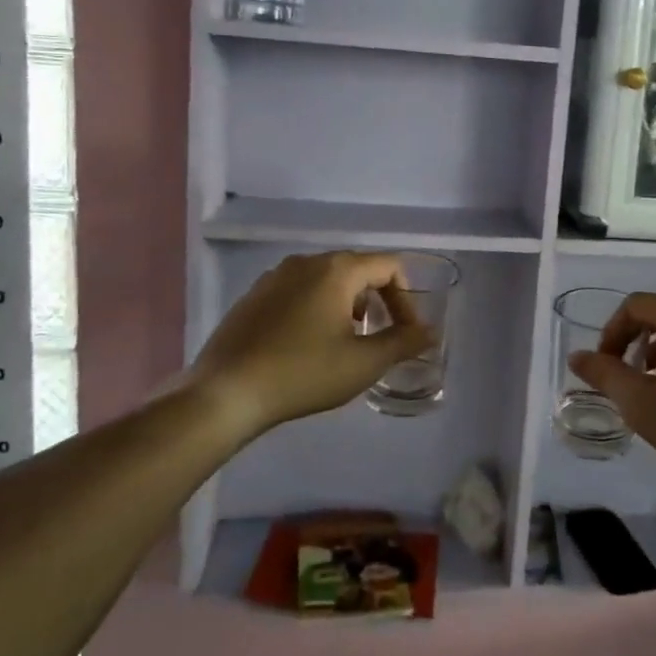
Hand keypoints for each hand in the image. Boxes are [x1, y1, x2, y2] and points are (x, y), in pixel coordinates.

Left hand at [188, 251, 437, 435]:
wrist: (225, 393)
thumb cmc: (303, 373)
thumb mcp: (363, 363)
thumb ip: (403, 343)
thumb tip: (430, 332)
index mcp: (336, 269)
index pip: (389, 266)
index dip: (406, 298)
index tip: (407, 333)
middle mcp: (306, 262)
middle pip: (358, 270)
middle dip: (378, 301)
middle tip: (382, 338)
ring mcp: (275, 277)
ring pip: (327, 281)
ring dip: (348, 306)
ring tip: (348, 343)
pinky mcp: (254, 296)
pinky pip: (299, 292)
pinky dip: (318, 309)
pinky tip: (309, 346)